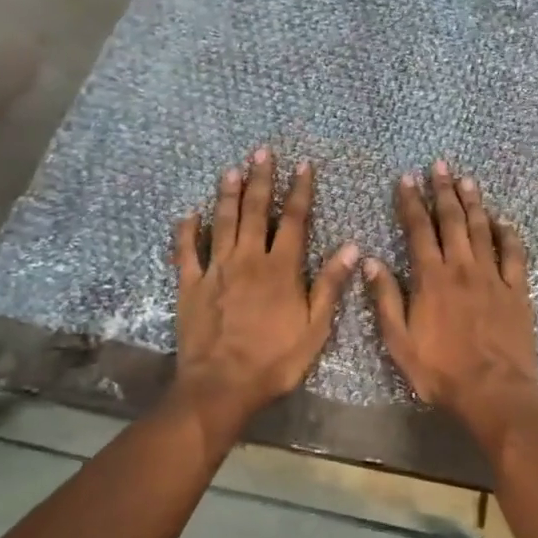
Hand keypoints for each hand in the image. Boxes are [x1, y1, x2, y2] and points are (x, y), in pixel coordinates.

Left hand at [172, 147, 358, 438]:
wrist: (221, 386)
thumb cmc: (274, 360)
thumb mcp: (315, 328)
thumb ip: (330, 284)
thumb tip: (351, 247)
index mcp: (281, 268)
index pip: (295, 220)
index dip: (300, 191)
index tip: (303, 166)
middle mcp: (248, 259)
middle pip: (256, 211)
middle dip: (261, 179)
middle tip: (262, 152)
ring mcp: (215, 270)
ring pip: (222, 222)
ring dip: (228, 194)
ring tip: (232, 170)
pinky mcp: (189, 285)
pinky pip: (186, 251)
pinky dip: (186, 230)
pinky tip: (188, 214)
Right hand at [363, 160, 537, 453]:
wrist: (494, 392)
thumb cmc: (441, 371)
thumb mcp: (400, 341)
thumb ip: (386, 298)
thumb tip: (370, 260)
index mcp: (431, 278)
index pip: (418, 230)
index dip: (411, 202)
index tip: (407, 178)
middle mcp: (462, 268)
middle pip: (452, 220)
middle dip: (443, 191)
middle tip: (440, 165)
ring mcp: (493, 277)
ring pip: (482, 230)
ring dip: (474, 203)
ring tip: (467, 180)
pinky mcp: (517, 291)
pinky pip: (514, 255)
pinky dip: (508, 235)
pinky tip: (503, 221)